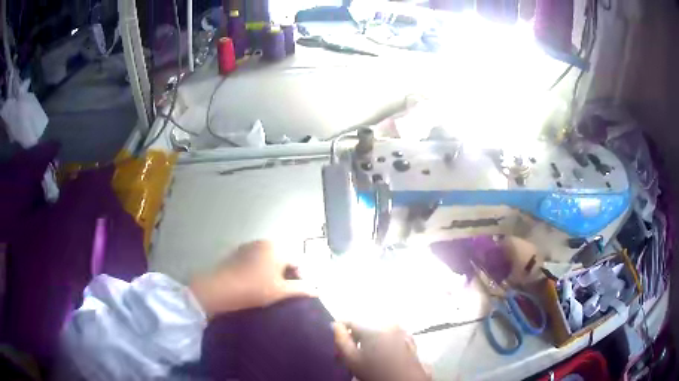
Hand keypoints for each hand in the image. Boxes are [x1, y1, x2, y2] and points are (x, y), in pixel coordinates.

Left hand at [190, 240, 315, 317]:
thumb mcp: (281, 291)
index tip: (297, 293)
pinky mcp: (237, 253)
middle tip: (284, 292)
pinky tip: (255, 285)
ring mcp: (249, 246)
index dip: (302, 277)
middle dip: (287, 274)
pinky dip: (259, 270)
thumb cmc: (254, 289)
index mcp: (277, 248)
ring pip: (269, 260)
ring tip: (269, 290)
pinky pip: (255, 261)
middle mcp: (264, 242)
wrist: (219, 289)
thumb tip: (318, 289)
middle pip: (283, 259)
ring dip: (273, 273)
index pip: (298, 261)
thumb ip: (302, 289)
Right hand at [333, 323, 431, 380]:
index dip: (339, 333)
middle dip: (353, 340)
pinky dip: (381, 344)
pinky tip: (378, 358)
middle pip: (363, 328)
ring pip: (376, 333)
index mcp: (374, 326)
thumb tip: (335, 325)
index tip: (334, 346)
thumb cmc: (376, 371)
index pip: (349, 322)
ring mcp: (401, 331)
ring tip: (361, 358)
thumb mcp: (352, 359)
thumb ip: (340, 340)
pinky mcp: (409, 340)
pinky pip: (389, 338)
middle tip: (346, 356)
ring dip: (366, 343)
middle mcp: (389, 324)